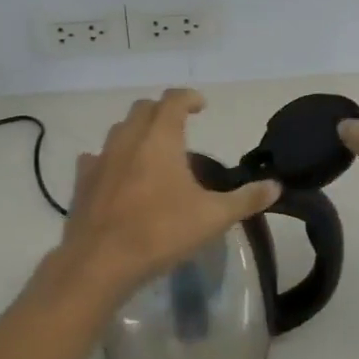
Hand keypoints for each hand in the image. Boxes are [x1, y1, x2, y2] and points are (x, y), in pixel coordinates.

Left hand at [57, 89, 280, 300]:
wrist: (99, 262)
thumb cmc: (160, 232)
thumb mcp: (213, 217)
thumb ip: (246, 199)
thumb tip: (276, 186)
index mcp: (160, 138)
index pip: (174, 100)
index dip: (189, 97)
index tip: (201, 105)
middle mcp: (128, 139)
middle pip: (143, 109)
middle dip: (162, 110)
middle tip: (179, 124)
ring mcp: (101, 159)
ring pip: (119, 130)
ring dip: (136, 131)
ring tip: (152, 150)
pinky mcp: (82, 181)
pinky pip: (96, 158)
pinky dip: (111, 158)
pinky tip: (117, 175)